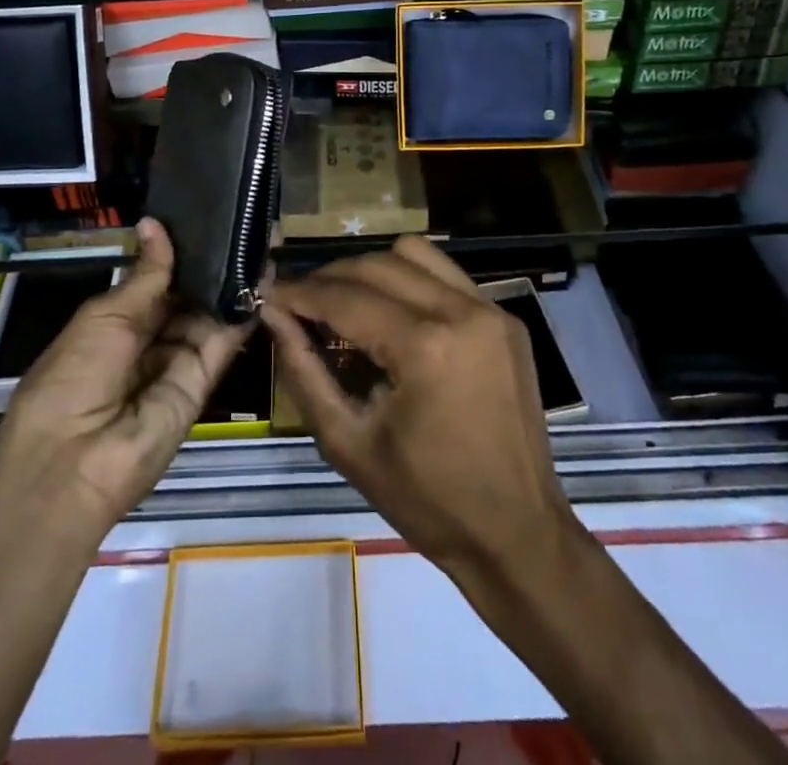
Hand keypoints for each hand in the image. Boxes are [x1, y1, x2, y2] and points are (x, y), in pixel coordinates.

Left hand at [0, 218, 252, 539]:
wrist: (72, 464)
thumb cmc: (72, 377)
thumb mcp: (105, 317)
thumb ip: (146, 274)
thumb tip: (155, 223)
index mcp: (117, 323)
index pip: (157, 280)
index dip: (181, 252)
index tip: (210, 216)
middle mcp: (150, 340)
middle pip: (188, 297)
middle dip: (213, 264)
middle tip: (246, 220)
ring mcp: (177, 362)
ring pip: (210, 315)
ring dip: (233, 282)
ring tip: (261, 237)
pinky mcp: (202, 383)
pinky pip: (223, 342)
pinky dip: (243, 312)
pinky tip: (262, 277)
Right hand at [260, 236, 578, 586]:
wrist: (517, 534)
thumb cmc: (428, 501)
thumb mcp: (348, 444)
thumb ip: (304, 372)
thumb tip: (274, 315)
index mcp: (425, 348)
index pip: (347, 299)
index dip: (301, 293)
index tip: (269, 294)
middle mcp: (461, 312)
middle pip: (377, 265)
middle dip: (330, 276)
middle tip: (300, 301)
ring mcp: (490, 309)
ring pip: (414, 254)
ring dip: (371, 269)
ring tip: (346, 299)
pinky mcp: (505, 317)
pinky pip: (446, 274)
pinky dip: (410, 279)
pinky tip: (392, 311)